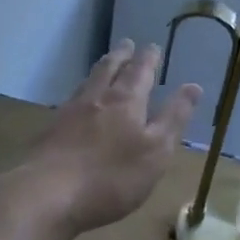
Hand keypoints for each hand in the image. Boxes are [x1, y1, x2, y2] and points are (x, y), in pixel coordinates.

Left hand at [23, 41, 199, 236]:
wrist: (46, 195)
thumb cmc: (111, 176)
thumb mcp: (156, 151)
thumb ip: (174, 118)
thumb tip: (193, 86)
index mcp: (126, 101)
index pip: (140, 72)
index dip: (148, 59)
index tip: (152, 46)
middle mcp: (97, 99)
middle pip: (109, 69)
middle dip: (121, 56)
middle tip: (126, 44)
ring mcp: (69, 113)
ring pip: (88, 82)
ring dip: (100, 69)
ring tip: (104, 64)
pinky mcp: (50, 132)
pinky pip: (70, 101)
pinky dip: (80, 92)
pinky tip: (77, 101)